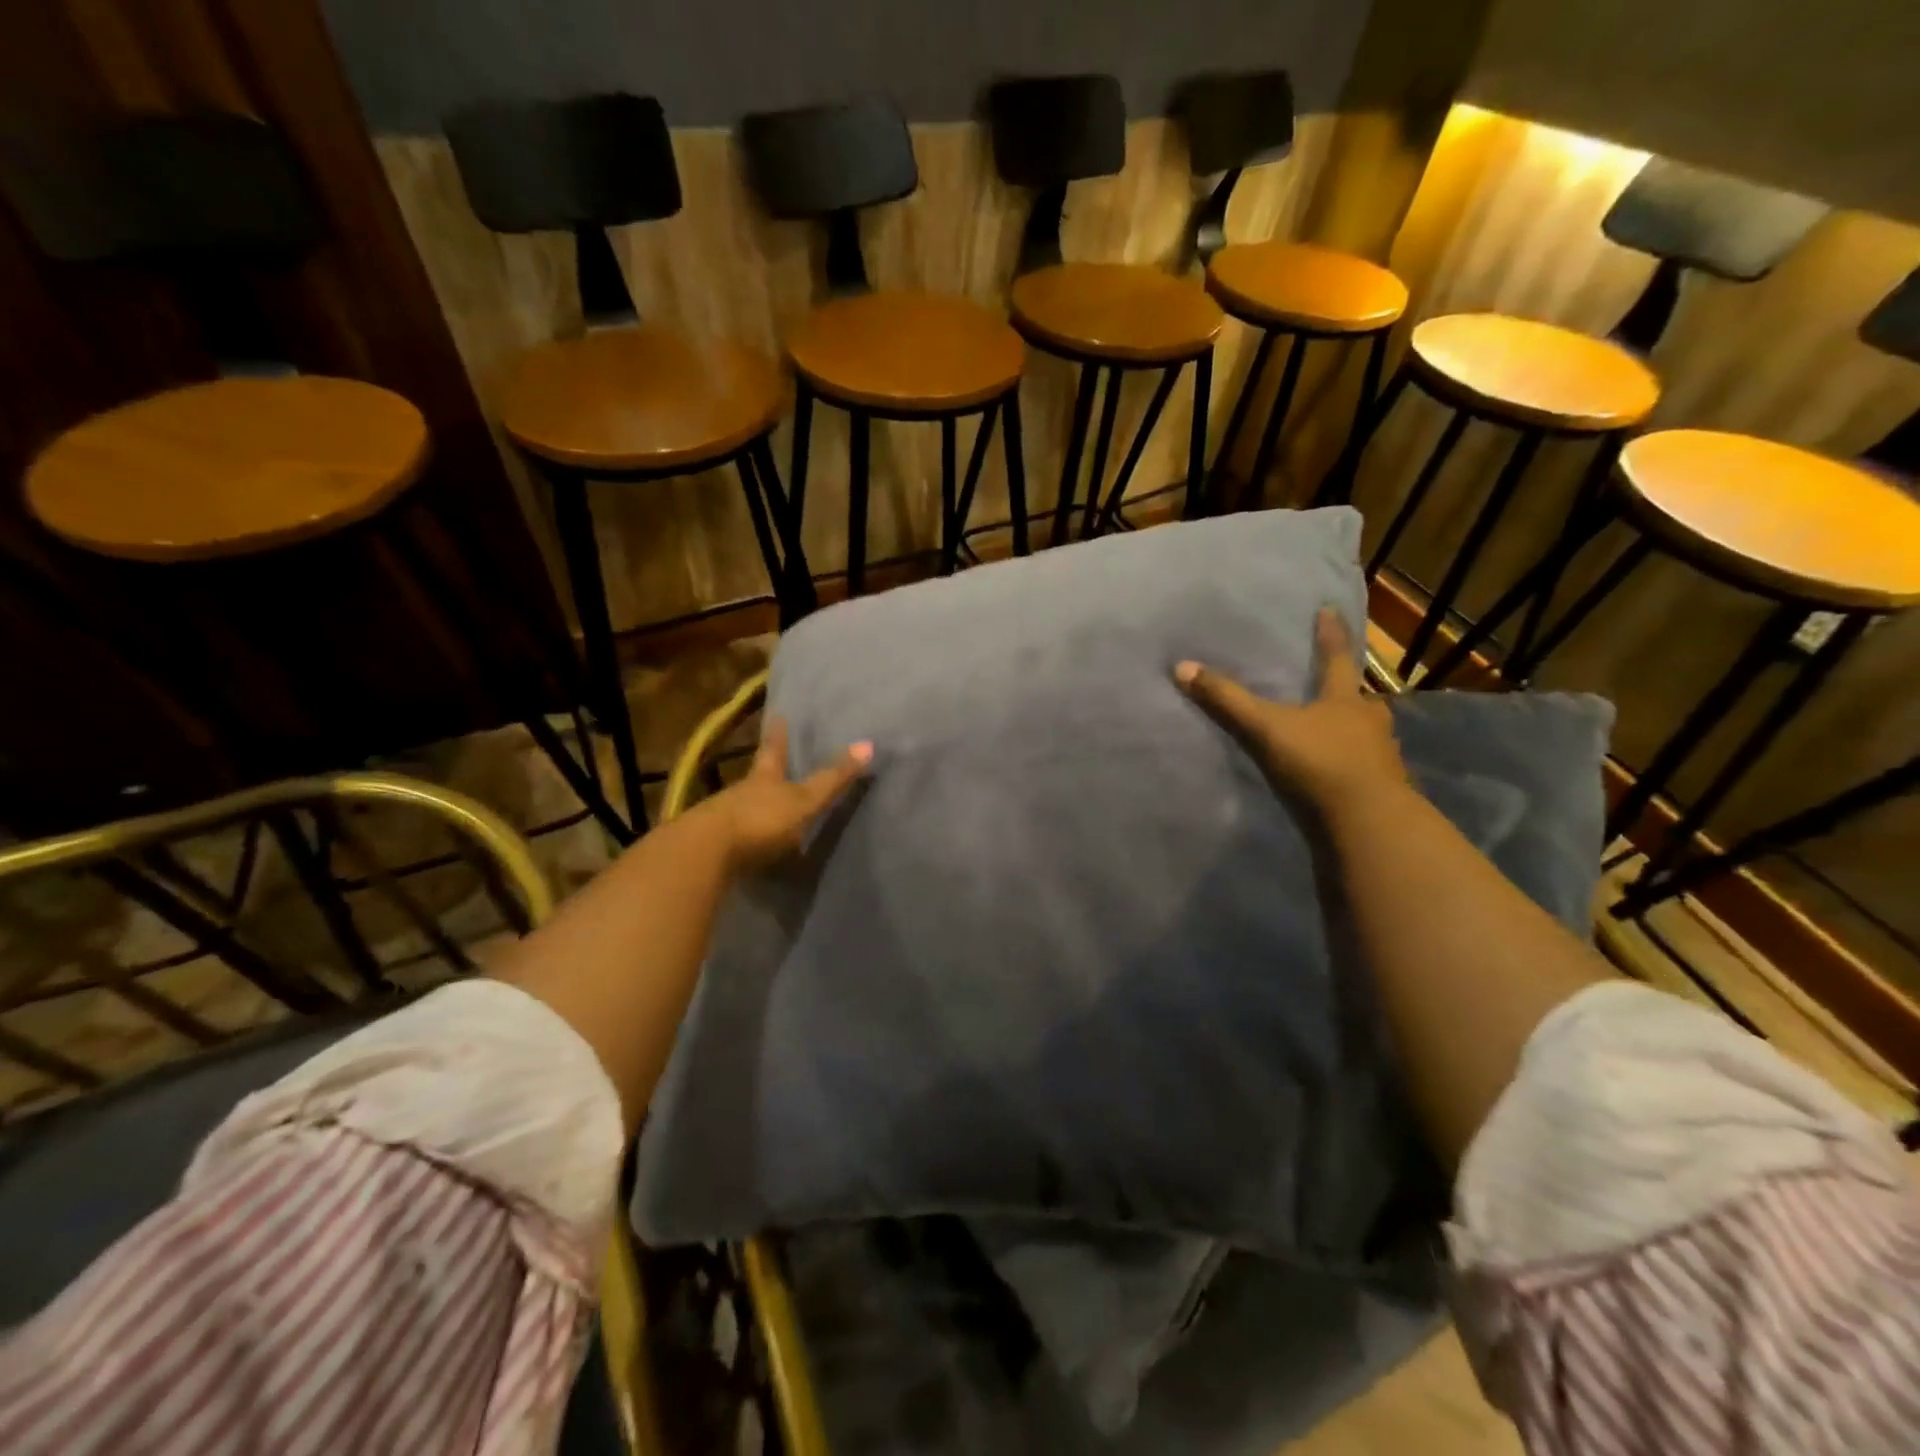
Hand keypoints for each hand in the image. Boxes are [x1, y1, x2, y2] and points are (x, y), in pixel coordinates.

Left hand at [690, 717, 872, 871]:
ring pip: (741, 805)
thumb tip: (868, 743)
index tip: (777, 715)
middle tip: (771, 760)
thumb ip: (833, 779)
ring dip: (752, 805)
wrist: (705, 854)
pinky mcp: (711, 848)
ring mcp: (722, 819)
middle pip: (755, 777)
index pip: (773, 750)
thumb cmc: (761, 820)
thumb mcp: (804, 800)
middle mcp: (741, 793)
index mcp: (764, 778)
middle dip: (764, 770)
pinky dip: (743, 836)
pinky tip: (748, 845)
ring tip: (764, 806)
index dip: (778, 734)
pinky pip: (732, 836)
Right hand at [1174, 607, 1406, 810]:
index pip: (1336, 658)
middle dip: (1344, 690)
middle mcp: (1369, 720)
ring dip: (1350, 728)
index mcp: (1345, 700)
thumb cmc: (1320, 763)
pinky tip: (1338, 770)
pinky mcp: (1383, 787)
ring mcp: (1381, 755)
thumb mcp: (1266, 728)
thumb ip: (1227, 701)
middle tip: (1332, 685)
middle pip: (1356, 697)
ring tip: (1333, 730)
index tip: (1329, 610)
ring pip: (1364, 732)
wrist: (1369, 821)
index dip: (1330, 634)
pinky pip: (1364, 766)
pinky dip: (1351, 762)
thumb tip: (1182, 666)